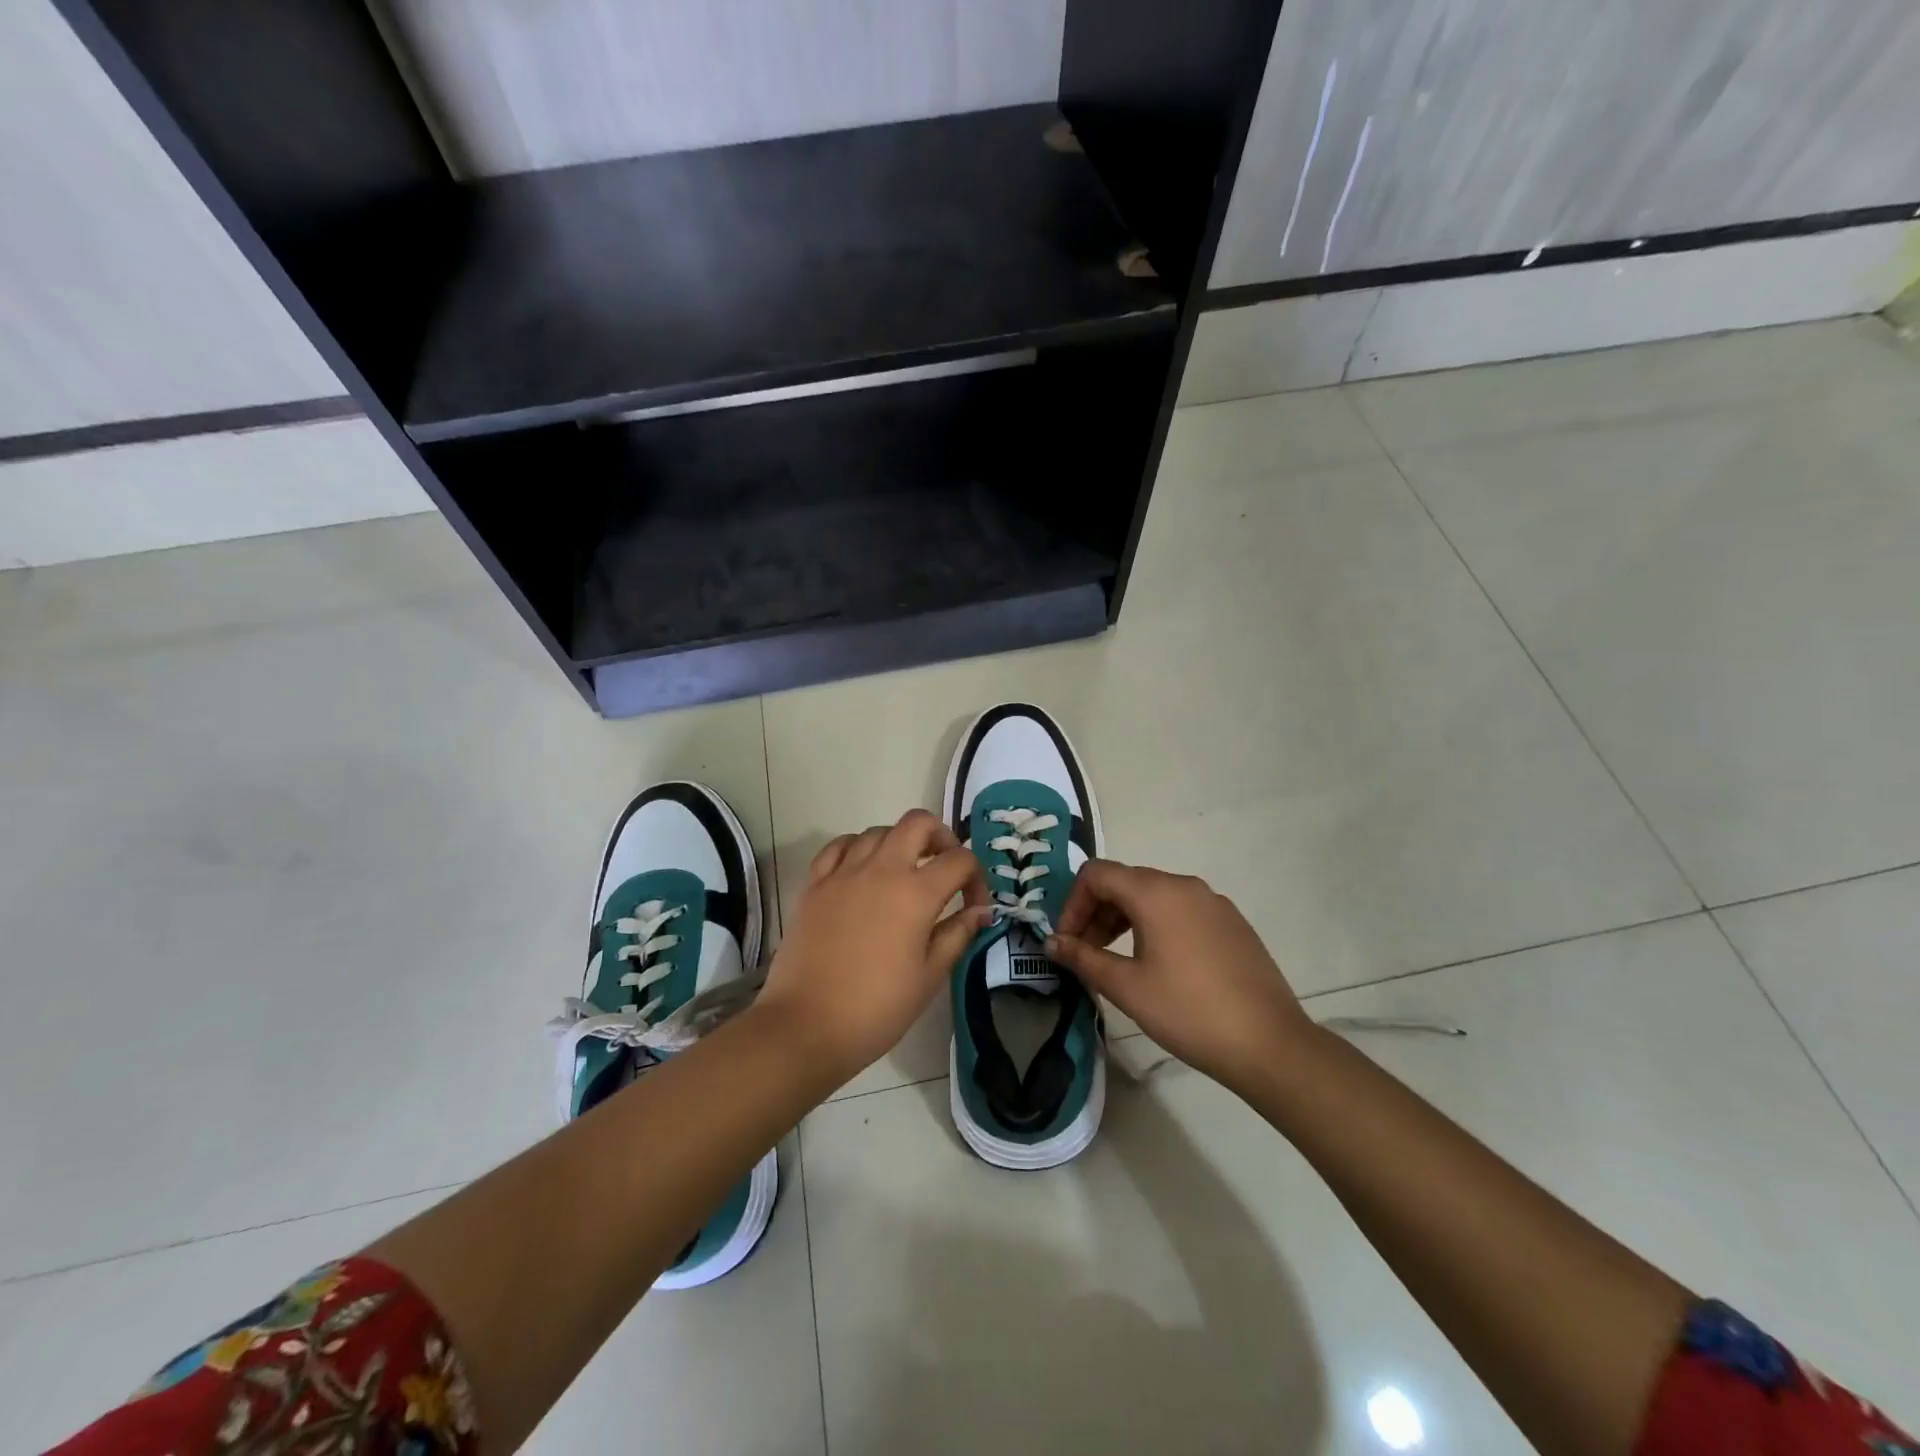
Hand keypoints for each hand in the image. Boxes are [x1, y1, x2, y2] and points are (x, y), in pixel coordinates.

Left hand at [756, 809, 989, 1080]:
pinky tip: (862, 869)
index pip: (960, 860)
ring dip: (899, 842)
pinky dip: (858, 847)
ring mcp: (843, 873)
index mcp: (915, 893)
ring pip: (878, 831)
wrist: (806, 1026)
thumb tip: (981, 912)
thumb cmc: (877, 1008)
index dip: (977, 879)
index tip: (975, 907)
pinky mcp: (814, 884)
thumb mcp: (929, 976)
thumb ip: (957, 935)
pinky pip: (839, 846)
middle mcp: (881, 869)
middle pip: (918, 823)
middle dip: (941, 837)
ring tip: (903, 872)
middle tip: (944, 867)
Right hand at [1047, 860, 1310, 1094]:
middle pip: (1125, 881)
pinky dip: (1156, 925)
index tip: (1068, 941)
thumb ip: (1083, 958)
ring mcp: (1213, 902)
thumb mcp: (1127, 987)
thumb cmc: (1188, 1011)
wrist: (1269, 1044)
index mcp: (1156, 892)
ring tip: (1117, 962)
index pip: (1097, 874)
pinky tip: (1160, 966)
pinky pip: (1181, 910)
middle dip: (1096, 912)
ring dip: (1124, 920)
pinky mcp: (1232, 923)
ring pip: (1154, 896)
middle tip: (1086, 954)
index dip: (1072, 903)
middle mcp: (1185, 885)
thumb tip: (1052, 942)